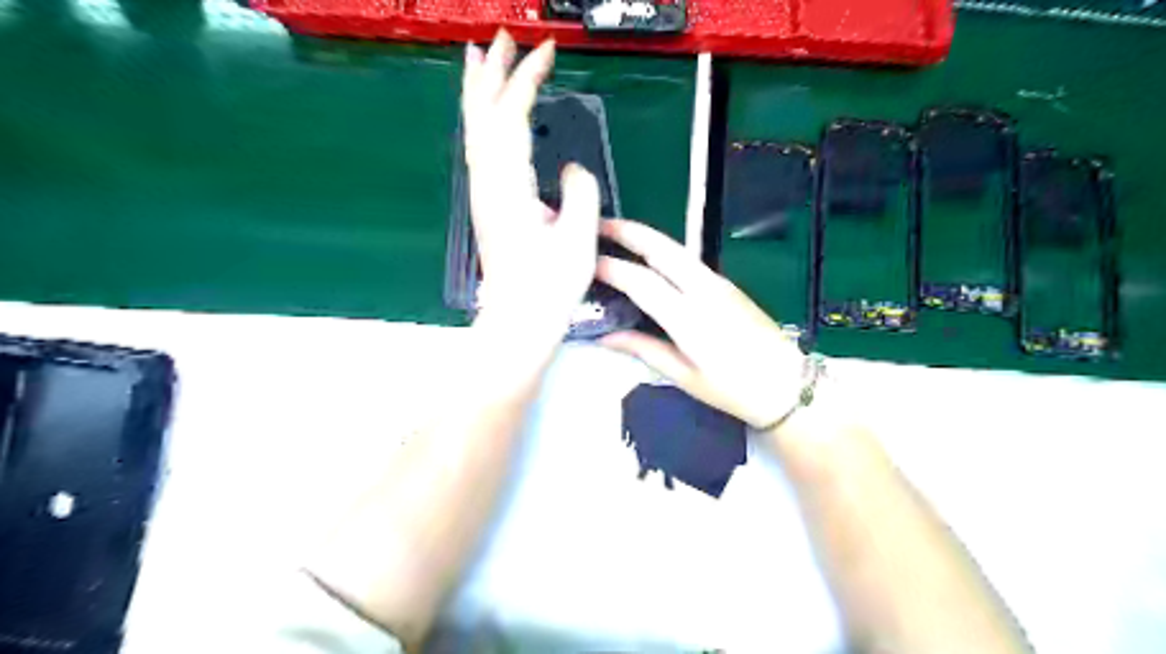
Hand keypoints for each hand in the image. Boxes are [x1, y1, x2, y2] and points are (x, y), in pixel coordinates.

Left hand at [461, 32, 601, 334]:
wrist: (519, 320)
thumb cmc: (549, 287)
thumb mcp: (577, 240)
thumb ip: (580, 193)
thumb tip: (572, 168)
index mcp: (509, 188)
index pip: (511, 117)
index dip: (526, 79)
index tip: (546, 51)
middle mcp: (488, 185)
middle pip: (482, 116)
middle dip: (491, 72)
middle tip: (503, 37)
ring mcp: (483, 195)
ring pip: (475, 131)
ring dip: (479, 92)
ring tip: (482, 60)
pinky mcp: (487, 205)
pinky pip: (480, 150)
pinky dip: (482, 121)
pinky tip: (489, 116)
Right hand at [597, 220, 807, 429]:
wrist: (788, 384)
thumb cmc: (734, 389)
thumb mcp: (685, 377)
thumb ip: (644, 350)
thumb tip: (606, 337)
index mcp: (690, 318)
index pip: (641, 282)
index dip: (611, 269)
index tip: (586, 263)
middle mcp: (704, 290)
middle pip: (662, 249)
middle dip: (628, 231)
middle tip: (597, 223)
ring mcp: (718, 283)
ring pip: (676, 250)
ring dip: (645, 237)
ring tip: (616, 234)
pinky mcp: (726, 284)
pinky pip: (687, 260)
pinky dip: (662, 251)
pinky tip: (648, 258)